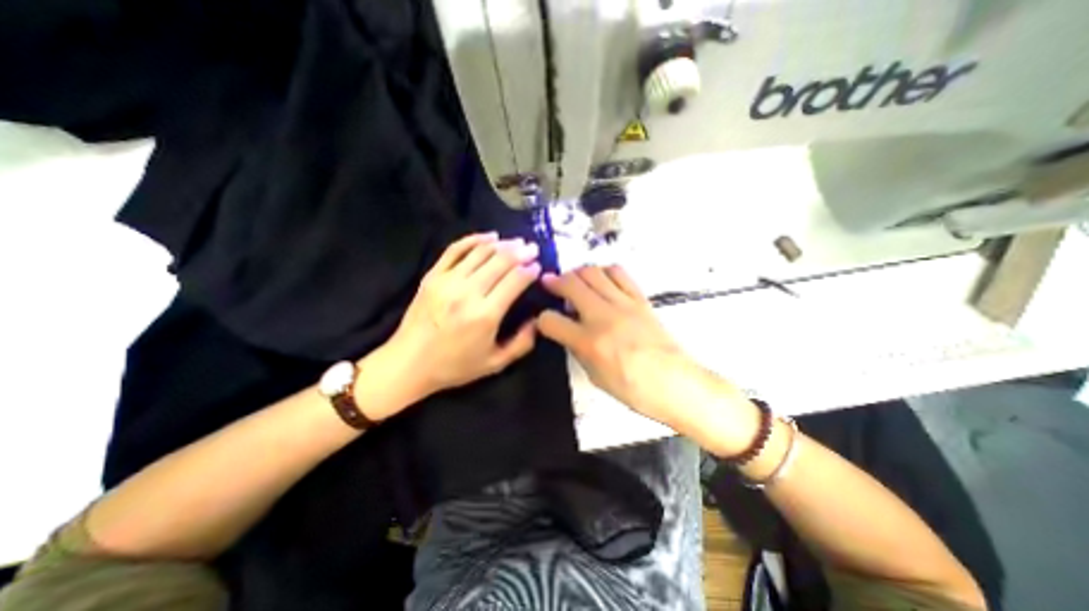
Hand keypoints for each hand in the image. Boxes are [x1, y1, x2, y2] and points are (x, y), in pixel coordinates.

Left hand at [383, 230, 544, 399]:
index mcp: (485, 315)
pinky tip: (489, 236)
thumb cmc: (454, 366)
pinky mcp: (432, 275)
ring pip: (481, 252)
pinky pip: (456, 249)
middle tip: (532, 248)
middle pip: (500, 261)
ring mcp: (447, 281)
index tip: (538, 266)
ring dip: (503, 244)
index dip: (530, 270)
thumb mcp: (495, 364)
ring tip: (516, 242)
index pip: (515, 280)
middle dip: (521, 252)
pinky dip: (474, 239)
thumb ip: (522, 343)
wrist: (408, 363)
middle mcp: (468, 292)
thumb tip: (537, 321)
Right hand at [536, 266, 757, 456]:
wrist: (675, 383)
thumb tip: (569, 332)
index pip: (551, 320)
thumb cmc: (633, 388)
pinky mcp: (640, 299)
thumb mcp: (595, 376)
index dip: (542, 320)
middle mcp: (602, 316)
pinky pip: (619, 273)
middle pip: (570, 284)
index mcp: (588, 342)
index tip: (545, 320)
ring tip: (575, 280)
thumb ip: (578, 350)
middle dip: (554, 281)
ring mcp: (623, 304)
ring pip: (593, 272)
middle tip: (549, 282)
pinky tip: (602, 279)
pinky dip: (605, 271)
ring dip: (578, 272)